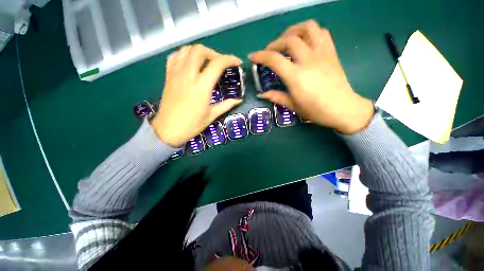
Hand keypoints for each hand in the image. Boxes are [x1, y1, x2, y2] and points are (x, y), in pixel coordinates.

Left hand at [151, 45, 242, 146]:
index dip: (230, 59)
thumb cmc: (192, 125)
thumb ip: (226, 105)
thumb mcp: (212, 115)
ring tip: (207, 62)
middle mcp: (188, 75)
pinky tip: (191, 63)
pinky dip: (185, 55)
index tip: (237, 63)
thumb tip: (239, 99)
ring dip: (200, 52)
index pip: (217, 64)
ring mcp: (176, 73)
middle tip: (221, 64)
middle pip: (200, 50)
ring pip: (186, 50)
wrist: (168, 130)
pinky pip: (175, 56)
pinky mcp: (168, 76)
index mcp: (201, 86)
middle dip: (214, 53)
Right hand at [250, 20, 373, 134]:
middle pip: (289, 39)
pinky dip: (310, 32)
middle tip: (270, 52)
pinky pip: (322, 33)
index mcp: (296, 77)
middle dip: (275, 43)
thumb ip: (277, 97)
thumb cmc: (316, 110)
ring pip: (307, 28)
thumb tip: (263, 94)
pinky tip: (305, 42)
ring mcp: (322, 54)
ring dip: (293, 31)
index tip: (253, 56)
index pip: (274, 59)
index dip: (260, 56)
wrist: (343, 108)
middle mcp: (308, 60)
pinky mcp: (331, 53)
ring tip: (287, 40)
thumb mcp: (293, 106)